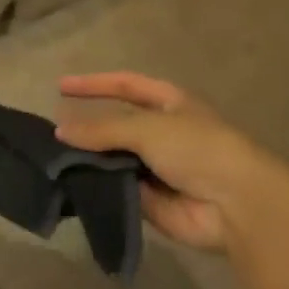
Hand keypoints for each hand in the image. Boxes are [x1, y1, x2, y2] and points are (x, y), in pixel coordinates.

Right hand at [55, 72, 288, 253]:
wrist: (237, 204)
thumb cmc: (196, 149)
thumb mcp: (147, 128)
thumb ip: (102, 129)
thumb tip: (60, 130)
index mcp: (168, 102)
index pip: (125, 85)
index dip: (94, 84)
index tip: (60, 87)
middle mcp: (162, 132)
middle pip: (116, 124)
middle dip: (87, 127)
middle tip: (51, 132)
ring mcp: (157, 167)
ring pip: (114, 158)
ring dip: (90, 159)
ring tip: (53, 160)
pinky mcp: (151, 201)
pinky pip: (118, 188)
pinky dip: (99, 187)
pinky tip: (71, 187)